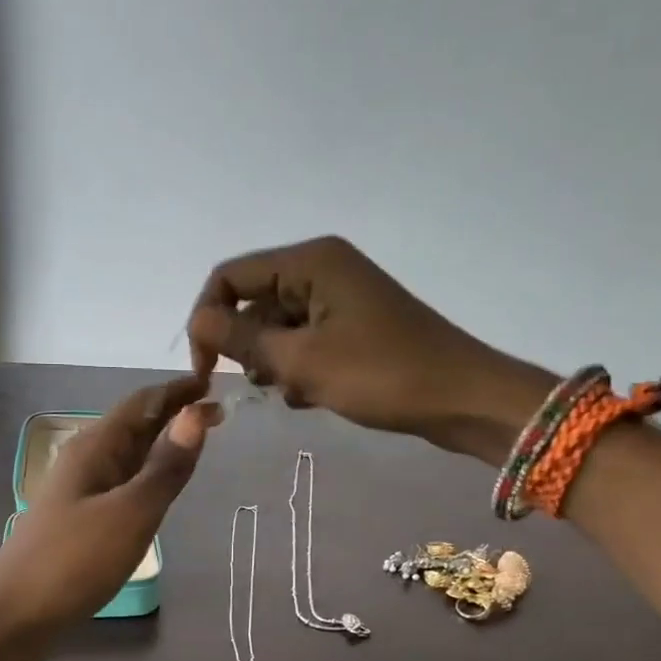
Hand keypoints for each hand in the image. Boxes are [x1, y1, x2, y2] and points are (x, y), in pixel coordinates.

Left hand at [0, 378, 219, 636]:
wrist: (14, 617)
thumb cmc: (74, 561)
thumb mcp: (131, 513)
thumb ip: (167, 467)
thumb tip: (197, 413)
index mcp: (95, 448)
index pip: (142, 403)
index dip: (178, 390)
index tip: (215, 384)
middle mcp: (85, 461)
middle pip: (133, 425)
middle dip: (173, 416)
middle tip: (217, 417)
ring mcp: (79, 492)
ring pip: (127, 456)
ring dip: (161, 445)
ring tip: (196, 446)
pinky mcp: (78, 521)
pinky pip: (120, 484)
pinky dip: (146, 476)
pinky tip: (157, 491)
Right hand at [186, 237, 552, 455]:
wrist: (462, 399)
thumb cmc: (381, 375)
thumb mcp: (302, 361)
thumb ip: (242, 340)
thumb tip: (198, 322)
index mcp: (310, 261)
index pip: (229, 277)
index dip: (207, 320)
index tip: (206, 370)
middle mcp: (322, 269)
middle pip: (254, 301)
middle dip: (247, 347)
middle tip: (264, 386)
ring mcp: (340, 298)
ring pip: (277, 327)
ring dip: (274, 363)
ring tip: (297, 392)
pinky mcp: (353, 326)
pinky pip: (304, 342)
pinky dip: (299, 369)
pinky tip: (313, 396)